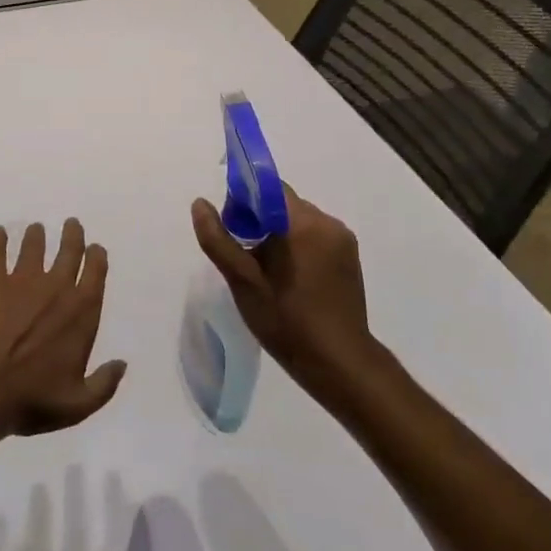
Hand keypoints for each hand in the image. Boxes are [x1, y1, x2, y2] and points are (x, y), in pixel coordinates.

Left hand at [0, 219, 126, 437]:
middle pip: (69, 249)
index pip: (96, 270)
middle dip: (73, 234)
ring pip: (34, 245)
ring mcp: (21, 280)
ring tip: (36, 229)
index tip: (94, 249)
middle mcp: (56, 286)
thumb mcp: (78, 404)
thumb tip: (122, 364)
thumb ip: (104, 384)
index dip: (96, 255)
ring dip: (37, 235)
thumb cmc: (32, 400)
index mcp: (82, 310)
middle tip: (71, 224)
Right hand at [189, 185, 373, 386]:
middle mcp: (327, 222)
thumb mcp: (243, 281)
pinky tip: (289, 278)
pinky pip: (316, 237)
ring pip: (299, 221)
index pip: (268, 188)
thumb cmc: (287, 320)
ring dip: (279, 234)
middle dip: (260, 220)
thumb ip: (218, 240)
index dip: (244, 200)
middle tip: (244, 255)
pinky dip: (298, 247)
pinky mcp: (350, 257)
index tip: (232, 227)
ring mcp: (343, 240)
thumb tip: (200, 204)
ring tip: (265, 271)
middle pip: (284, 204)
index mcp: (302, 222)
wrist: (339, 363)